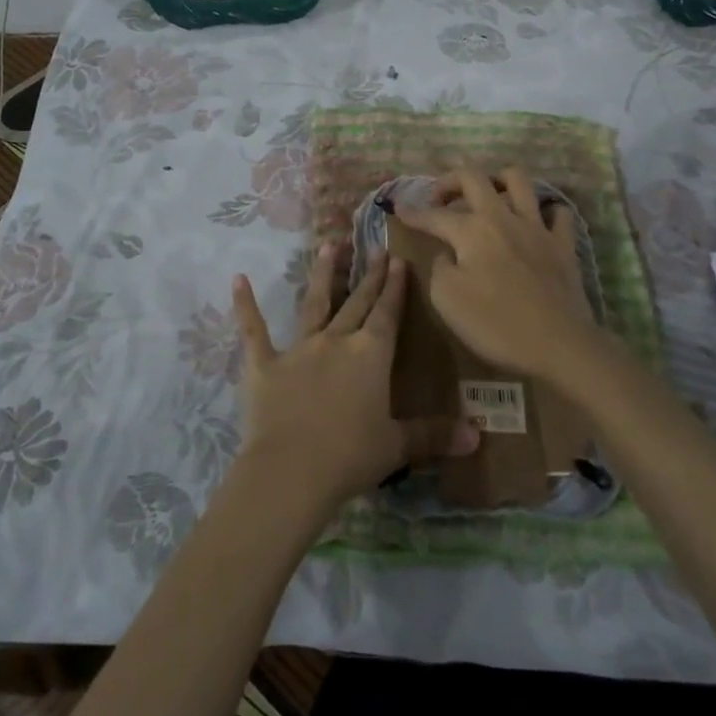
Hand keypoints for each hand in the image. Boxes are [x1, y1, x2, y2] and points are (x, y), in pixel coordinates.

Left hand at [232, 243, 477, 511]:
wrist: (291, 471)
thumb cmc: (350, 457)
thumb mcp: (397, 446)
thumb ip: (435, 435)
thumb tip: (478, 434)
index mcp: (370, 356)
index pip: (387, 313)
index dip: (394, 287)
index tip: (398, 259)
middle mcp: (337, 341)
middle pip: (357, 302)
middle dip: (369, 275)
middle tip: (375, 247)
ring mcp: (299, 349)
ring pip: (314, 303)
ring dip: (322, 274)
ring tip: (328, 245)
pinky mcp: (265, 364)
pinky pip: (254, 330)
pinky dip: (245, 305)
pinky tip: (237, 279)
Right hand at [390, 166, 603, 379]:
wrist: (558, 345)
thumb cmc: (496, 324)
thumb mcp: (447, 300)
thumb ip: (440, 268)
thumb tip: (448, 254)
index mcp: (472, 230)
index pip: (435, 215)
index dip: (413, 212)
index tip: (399, 208)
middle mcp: (503, 217)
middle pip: (474, 177)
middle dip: (450, 181)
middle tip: (440, 197)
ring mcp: (537, 227)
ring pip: (518, 181)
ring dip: (497, 180)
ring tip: (487, 194)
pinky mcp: (563, 245)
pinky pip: (558, 213)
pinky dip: (545, 211)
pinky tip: (536, 221)